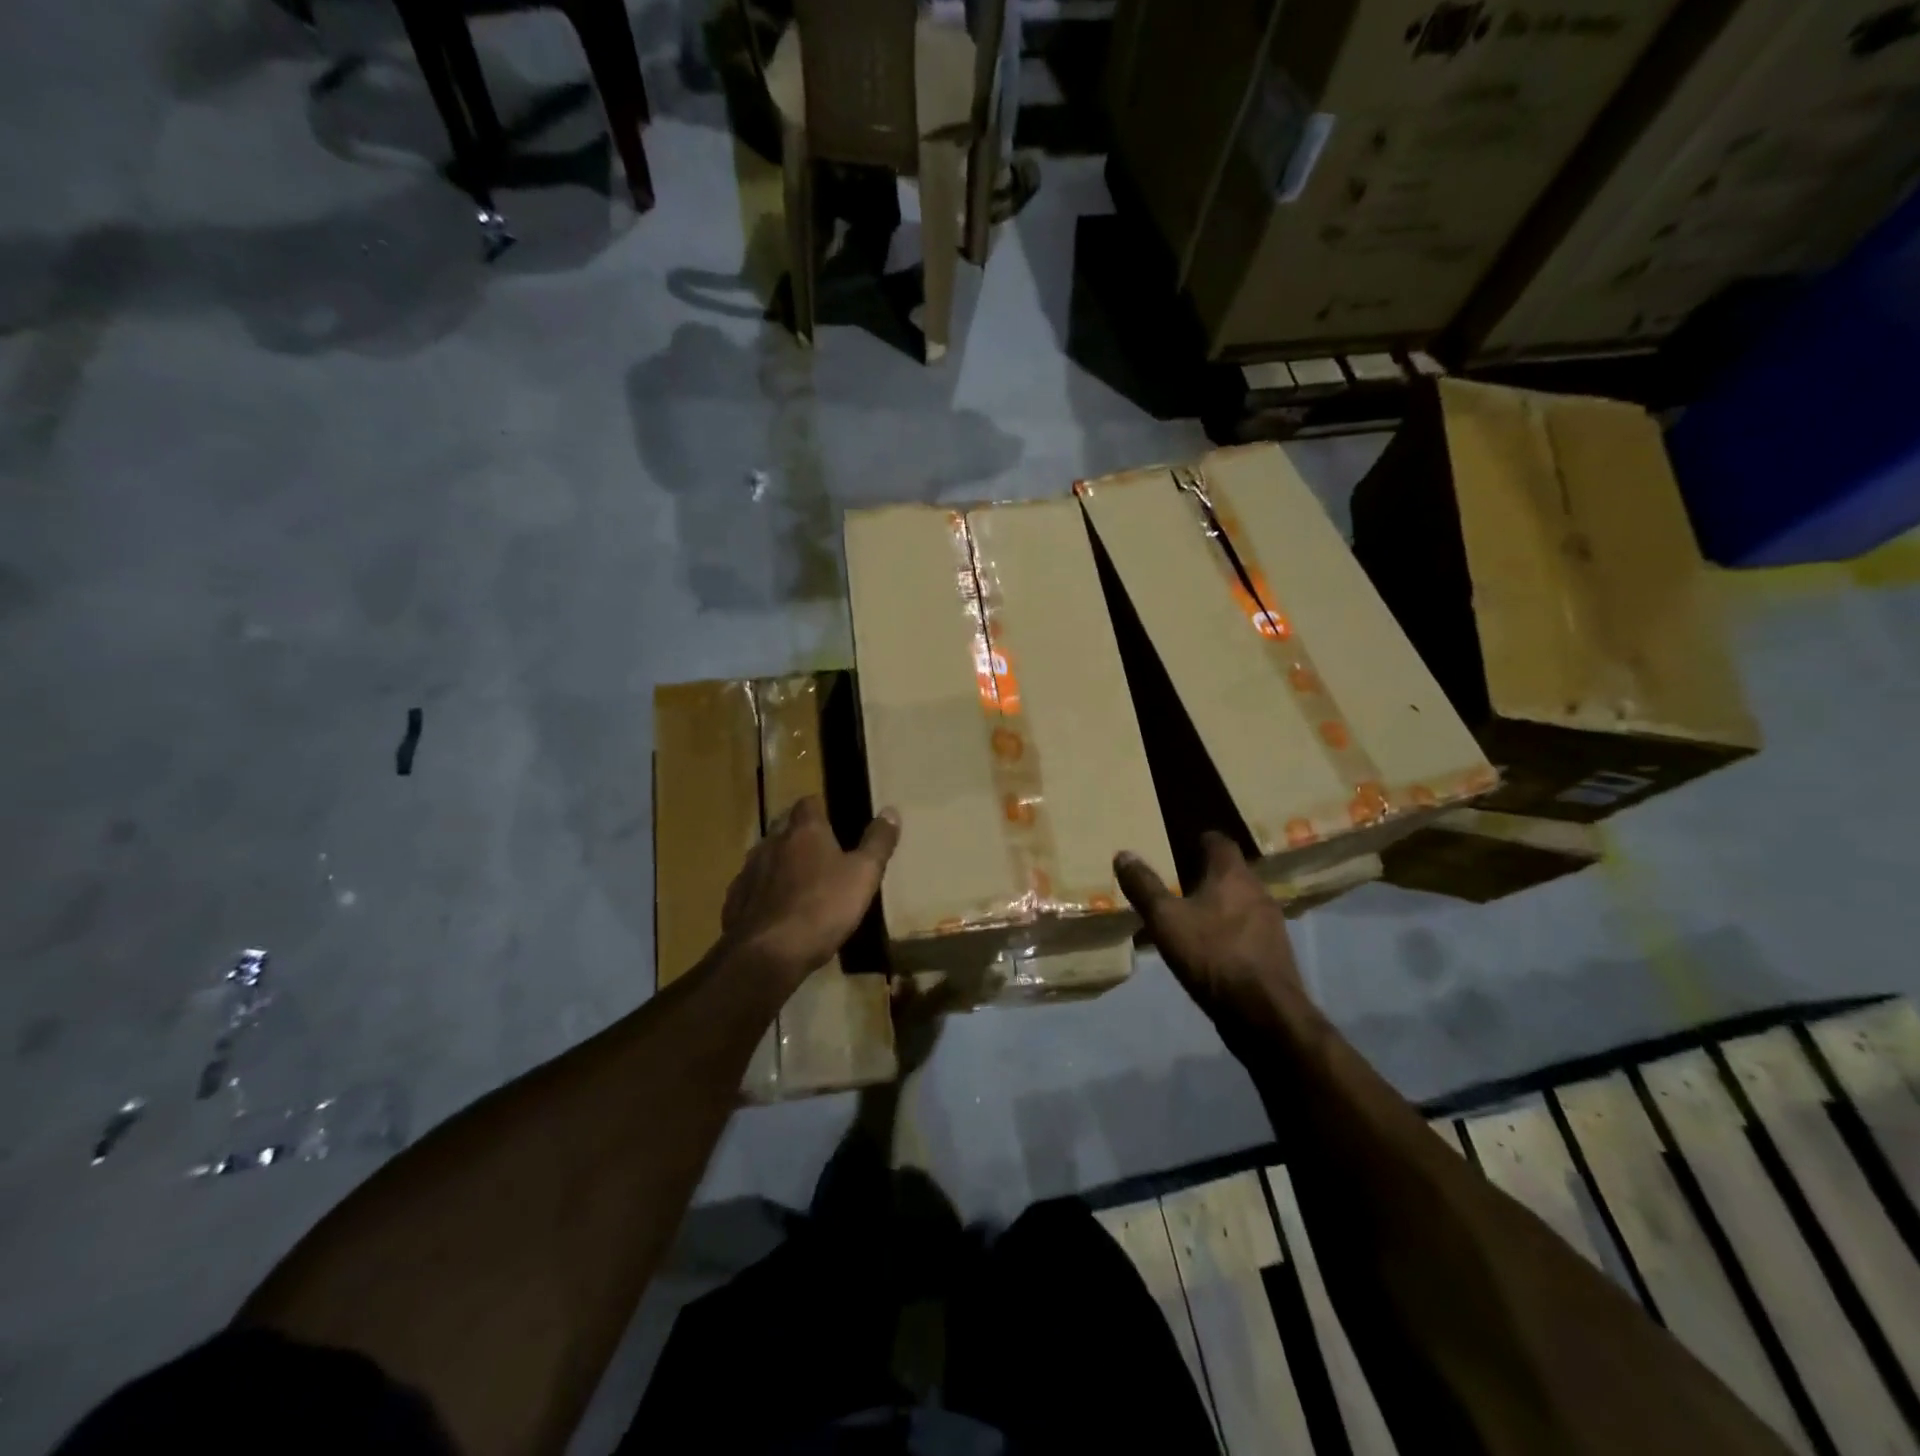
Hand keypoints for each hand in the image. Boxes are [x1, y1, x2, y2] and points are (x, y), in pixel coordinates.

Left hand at [723, 796, 899, 987]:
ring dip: (780, 863)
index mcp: (804, 832)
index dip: (820, 808)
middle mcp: (772, 843)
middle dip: (799, 835)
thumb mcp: (864, 875)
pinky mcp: (735, 901)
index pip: (808, 803)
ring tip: (798, 882)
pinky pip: (751, 887)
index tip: (834, 819)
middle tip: (820, 852)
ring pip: (765, 857)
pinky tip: (776, 910)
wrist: (769, 953)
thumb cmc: (823, 907)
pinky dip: (763, 892)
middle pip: (784, 827)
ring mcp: (749, 872)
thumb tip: (891, 811)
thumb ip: (878, 842)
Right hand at [1114, 833, 1307, 1027]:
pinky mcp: (1275, 954)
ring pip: (1242, 902)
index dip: (1201, 840)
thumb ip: (1144, 887)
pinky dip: (1230, 931)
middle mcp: (1258, 891)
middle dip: (1208, 874)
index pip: (1221, 842)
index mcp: (1232, 875)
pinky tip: (1211, 948)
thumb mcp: (1166, 920)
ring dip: (1220, 905)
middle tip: (1179, 880)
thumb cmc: (1212, 955)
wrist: (1264, 1014)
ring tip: (1192, 916)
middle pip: (1232, 872)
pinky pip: (1248, 930)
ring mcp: (1272, 924)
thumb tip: (1123, 854)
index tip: (1182, 844)